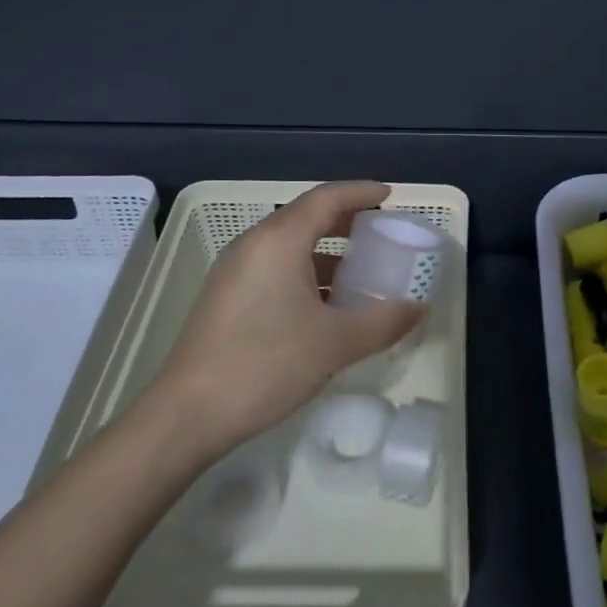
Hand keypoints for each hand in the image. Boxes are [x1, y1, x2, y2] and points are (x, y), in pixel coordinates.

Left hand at [142, 181, 425, 459]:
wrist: (187, 415)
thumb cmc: (266, 365)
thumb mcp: (335, 344)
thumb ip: (383, 321)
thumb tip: (418, 308)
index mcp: (279, 240)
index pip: (326, 198)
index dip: (361, 192)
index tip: (389, 195)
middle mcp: (254, 244)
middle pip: (306, 215)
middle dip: (345, 219)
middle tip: (380, 230)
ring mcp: (235, 270)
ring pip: (289, 244)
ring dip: (326, 249)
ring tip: (360, 270)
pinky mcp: (226, 295)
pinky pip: (274, 266)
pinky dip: (306, 270)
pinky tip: (324, 303)